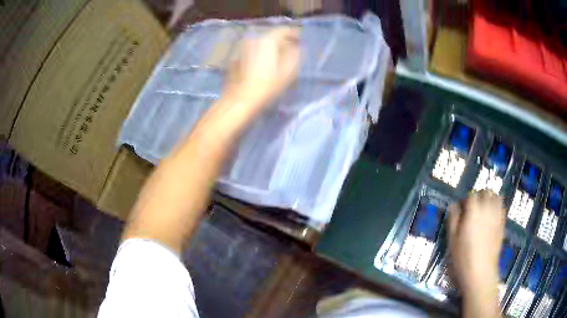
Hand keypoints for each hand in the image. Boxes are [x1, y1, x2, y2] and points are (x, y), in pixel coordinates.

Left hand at [223, 27, 299, 110]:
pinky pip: (253, 51)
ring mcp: (243, 48)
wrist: (240, 100)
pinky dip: (261, 53)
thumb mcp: (287, 71)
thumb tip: (298, 47)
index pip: (283, 30)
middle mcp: (253, 40)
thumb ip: (294, 55)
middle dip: (283, 41)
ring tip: (280, 57)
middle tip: (292, 49)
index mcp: (267, 41)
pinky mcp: (237, 58)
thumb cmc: (266, 86)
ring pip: (262, 43)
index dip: (293, 34)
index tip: (300, 39)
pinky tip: (265, 64)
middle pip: (271, 36)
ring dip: (272, 47)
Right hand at [448, 191, 504, 292]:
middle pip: (485, 192)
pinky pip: (501, 207)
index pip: (471, 194)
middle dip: (479, 196)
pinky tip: (491, 216)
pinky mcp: (502, 223)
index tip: (461, 210)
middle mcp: (487, 208)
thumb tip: (454, 205)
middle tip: (472, 209)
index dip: (465, 200)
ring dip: (489, 199)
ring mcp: (497, 215)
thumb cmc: (463, 257)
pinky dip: (496, 206)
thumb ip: (453, 218)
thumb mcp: (452, 239)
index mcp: (473, 211)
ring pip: (496, 196)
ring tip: (483, 210)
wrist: (480, 272)